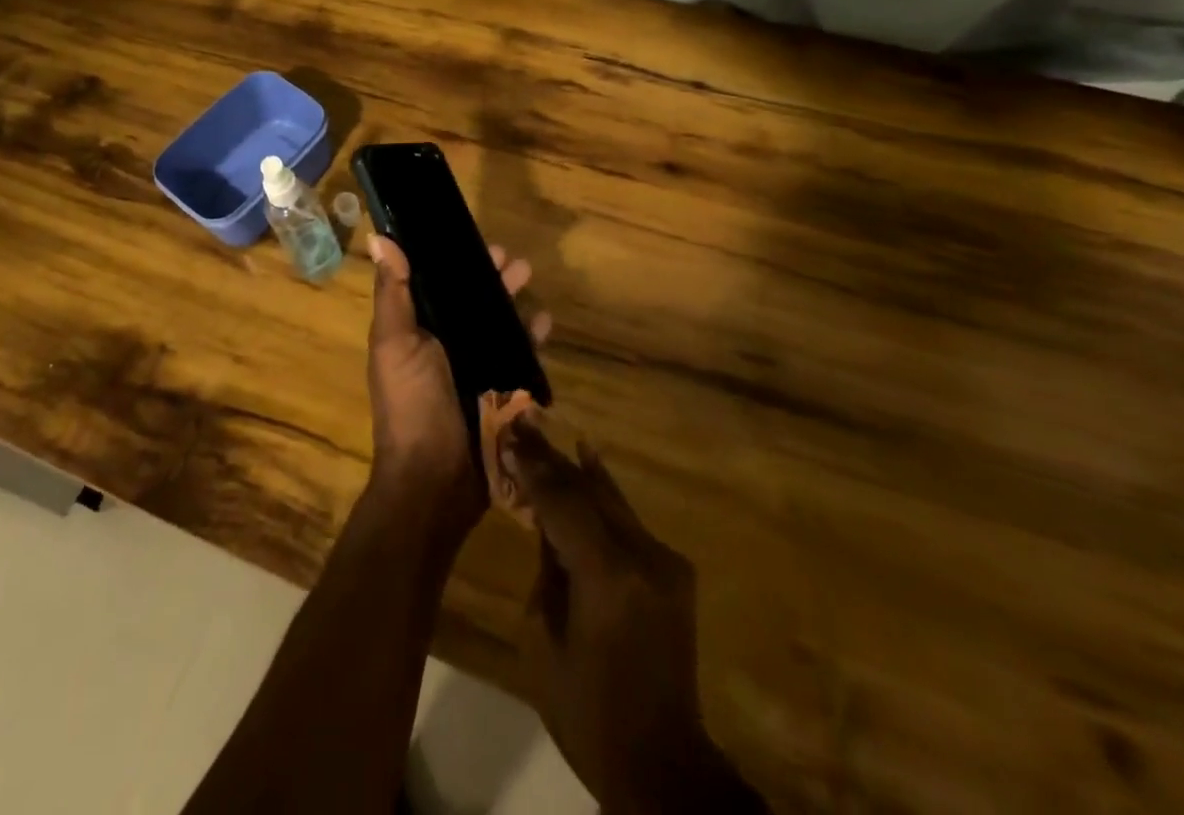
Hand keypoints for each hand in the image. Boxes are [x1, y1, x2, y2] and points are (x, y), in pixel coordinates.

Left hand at [365, 235, 549, 535]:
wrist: (435, 481)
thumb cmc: (411, 404)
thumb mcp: (395, 344)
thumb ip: (393, 293)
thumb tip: (379, 236)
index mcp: (416, 331)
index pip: (436, 284)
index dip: (453, 261)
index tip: (473, 240)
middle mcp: (445, 345)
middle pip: (472, 301)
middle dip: (491, 277)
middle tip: (512, 259)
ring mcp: (475, 369)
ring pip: (498, 324)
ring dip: (513, 301)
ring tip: (529, 279)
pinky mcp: (500, 391)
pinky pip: (519, 356)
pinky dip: (531, 337)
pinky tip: (544, 322)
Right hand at [506, 420, 764, 813]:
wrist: (661, 761)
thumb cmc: (586, 710)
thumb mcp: (544, 638)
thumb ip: (547, 566)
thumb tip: (547, 520)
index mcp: (607, 577)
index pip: (562, 503)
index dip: (533, 467)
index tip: (508, 433)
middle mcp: (643, 556)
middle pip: (588, 491)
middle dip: (551, 458)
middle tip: (521, 422)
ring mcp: (665, 560)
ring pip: (611, 499)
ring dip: (575, 468)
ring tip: (545, 431)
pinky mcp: (674, 569)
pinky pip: (628, 519)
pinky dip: (602, 491)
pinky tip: (587, 459)